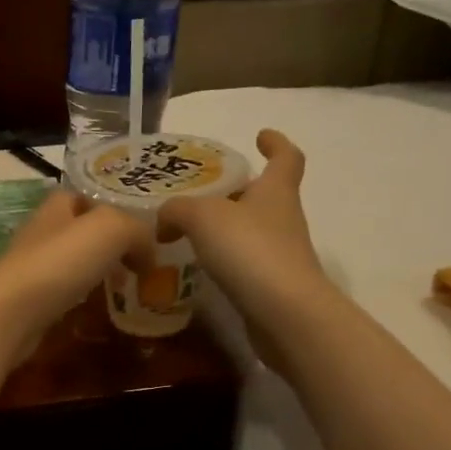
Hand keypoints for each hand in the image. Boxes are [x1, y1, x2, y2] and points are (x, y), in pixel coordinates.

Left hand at [0, 188, 152, 362]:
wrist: (9, 313)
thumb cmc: (59, 262)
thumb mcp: (111, 229)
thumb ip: (136, 231)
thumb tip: (149, 253)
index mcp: (56, 207)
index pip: (81, 196)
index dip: (109, 206)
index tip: (137, 227)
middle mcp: (41, 233)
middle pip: (77, 231)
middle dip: (106, 243)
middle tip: (138, 262)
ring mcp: (31, 269)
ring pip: (69, 262)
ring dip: (95, 271)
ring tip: (124, 286)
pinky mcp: (27, 302)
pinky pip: (61, 292)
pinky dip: (80, 296)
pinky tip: (96, 307)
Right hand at [161, 130, 326, 345]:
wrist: (284, 313)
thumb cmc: (249, 250)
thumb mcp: (202, 217)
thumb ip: (177, 210)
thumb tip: (164, 219)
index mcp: (276, 190)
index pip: (286, 157)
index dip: (276, 143)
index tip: (261, 136)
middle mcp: (284, 218)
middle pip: (265, 195)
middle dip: (239, 190)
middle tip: (203, 192)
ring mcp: (281, 253)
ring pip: (253, 229)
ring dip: (228, 227)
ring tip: (189, 230)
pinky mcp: (272, 284)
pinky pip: (245, 261)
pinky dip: (224, 258)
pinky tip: (199, 265)